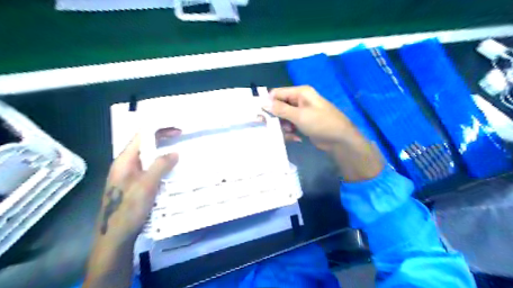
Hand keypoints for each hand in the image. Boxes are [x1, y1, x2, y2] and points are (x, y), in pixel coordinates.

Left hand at [98, 135, 178, 242]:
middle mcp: (125, 165)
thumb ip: (160, 165)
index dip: (159, 130)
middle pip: (144, 146)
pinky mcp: (134, 186)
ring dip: (163, 154)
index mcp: (124, 161)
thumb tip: (175, 152)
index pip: (141, 136)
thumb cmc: (129, 210)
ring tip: (180, 154)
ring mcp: (129, 176)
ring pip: (148, 159)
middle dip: (163, 140)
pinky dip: (161, 167)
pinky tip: (171, 171)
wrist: (115, 237)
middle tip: (181, 140)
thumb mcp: (147, 185)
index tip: (178, 131)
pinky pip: (149, 170)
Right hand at [267, 85, 381, 181]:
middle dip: (276, 118)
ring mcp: (301, 112)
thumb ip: (280, 109)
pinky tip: (295, 138)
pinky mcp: (303, 123)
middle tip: (274, 128)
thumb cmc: (321, 123)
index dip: (268, 103)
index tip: (261, 116)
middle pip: (279, 106)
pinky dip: (290, 131)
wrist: (340, 140)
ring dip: (283, 126)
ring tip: (289, 133)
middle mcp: (300, 100)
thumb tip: (263, 102)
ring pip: (283, 117)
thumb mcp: (300, 116)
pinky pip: (290, 125)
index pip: (277, 93)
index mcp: (300, 92)